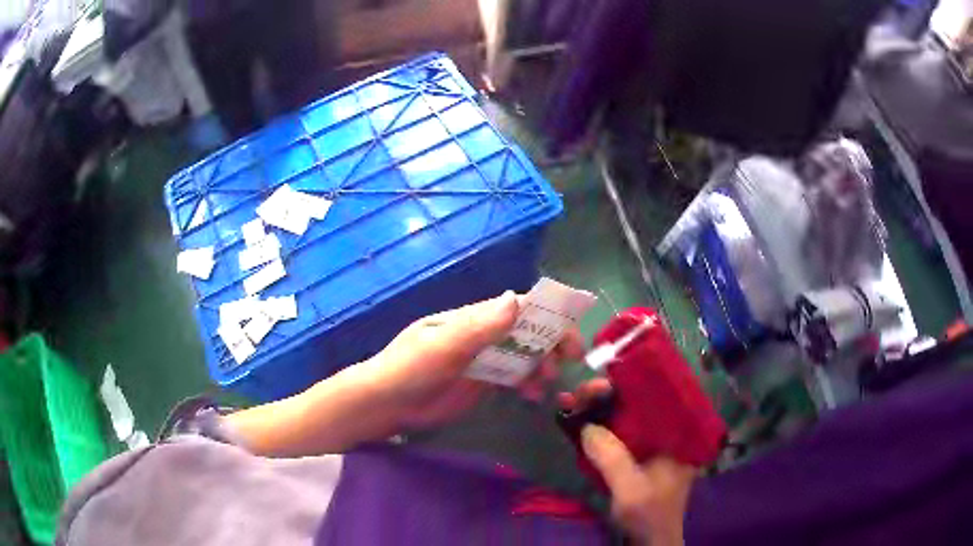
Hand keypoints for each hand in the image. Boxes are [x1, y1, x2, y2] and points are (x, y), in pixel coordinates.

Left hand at [365, 291, 583, 428]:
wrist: (385, 404)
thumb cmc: (409, 369)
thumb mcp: (443, 347)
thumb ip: (479, 327)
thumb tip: (516, 298)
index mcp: (473, 318)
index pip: (518, 308)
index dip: (548, 315)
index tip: (570, 335)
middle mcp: (482, 334)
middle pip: (526, 330)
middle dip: (552, 341)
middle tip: (570, 360)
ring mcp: (483, 359)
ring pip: (523, 354)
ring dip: (542, 364)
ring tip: (546, 383)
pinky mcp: (481, 382)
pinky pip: (513, 376)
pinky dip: (528, 382)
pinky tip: (533, 396)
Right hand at [561, 380, 696, 545]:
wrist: (651, 541)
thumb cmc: (650, 515)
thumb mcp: (632, 490)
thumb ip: (613, 458)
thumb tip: (587, 426)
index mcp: (679, 436)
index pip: (657, 397)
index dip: (629, 384)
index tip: (600, 384)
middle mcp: (669, 434)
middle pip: (639, 404)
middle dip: (607, 396)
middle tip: (577, 394)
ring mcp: (653, 445)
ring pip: (626, 418)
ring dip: (599, 410)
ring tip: (570, 402)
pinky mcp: (639, 456)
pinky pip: (619, 435)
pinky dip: (599, 428)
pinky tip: (580, 423)